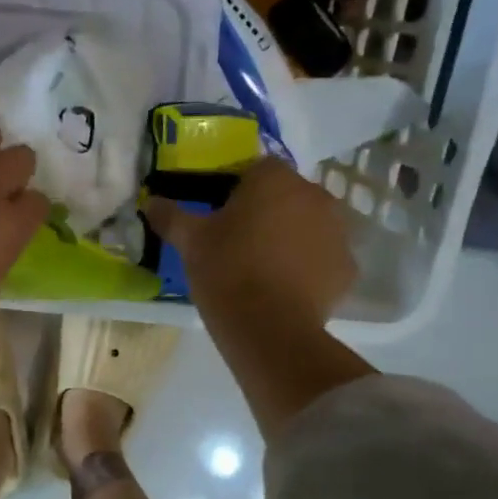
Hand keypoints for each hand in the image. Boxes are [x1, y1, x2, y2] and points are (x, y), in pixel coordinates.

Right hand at [142, 159, 356, 326]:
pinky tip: (286, 288)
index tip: (220, 216)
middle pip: (286, 195)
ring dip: (291, 237)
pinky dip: (309, 267)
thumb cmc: (226, 271)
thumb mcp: (190, 241)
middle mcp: (315, 195)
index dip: (236, 190)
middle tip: (239, 242)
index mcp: (275, 179)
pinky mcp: (347, 268)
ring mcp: (338, 232)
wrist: (269, 328)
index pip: (255, 169)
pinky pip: (323, 258)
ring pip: (309, 225)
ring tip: (263, 268)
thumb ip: (170, 216)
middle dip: (267, 211)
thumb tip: (150, 201)